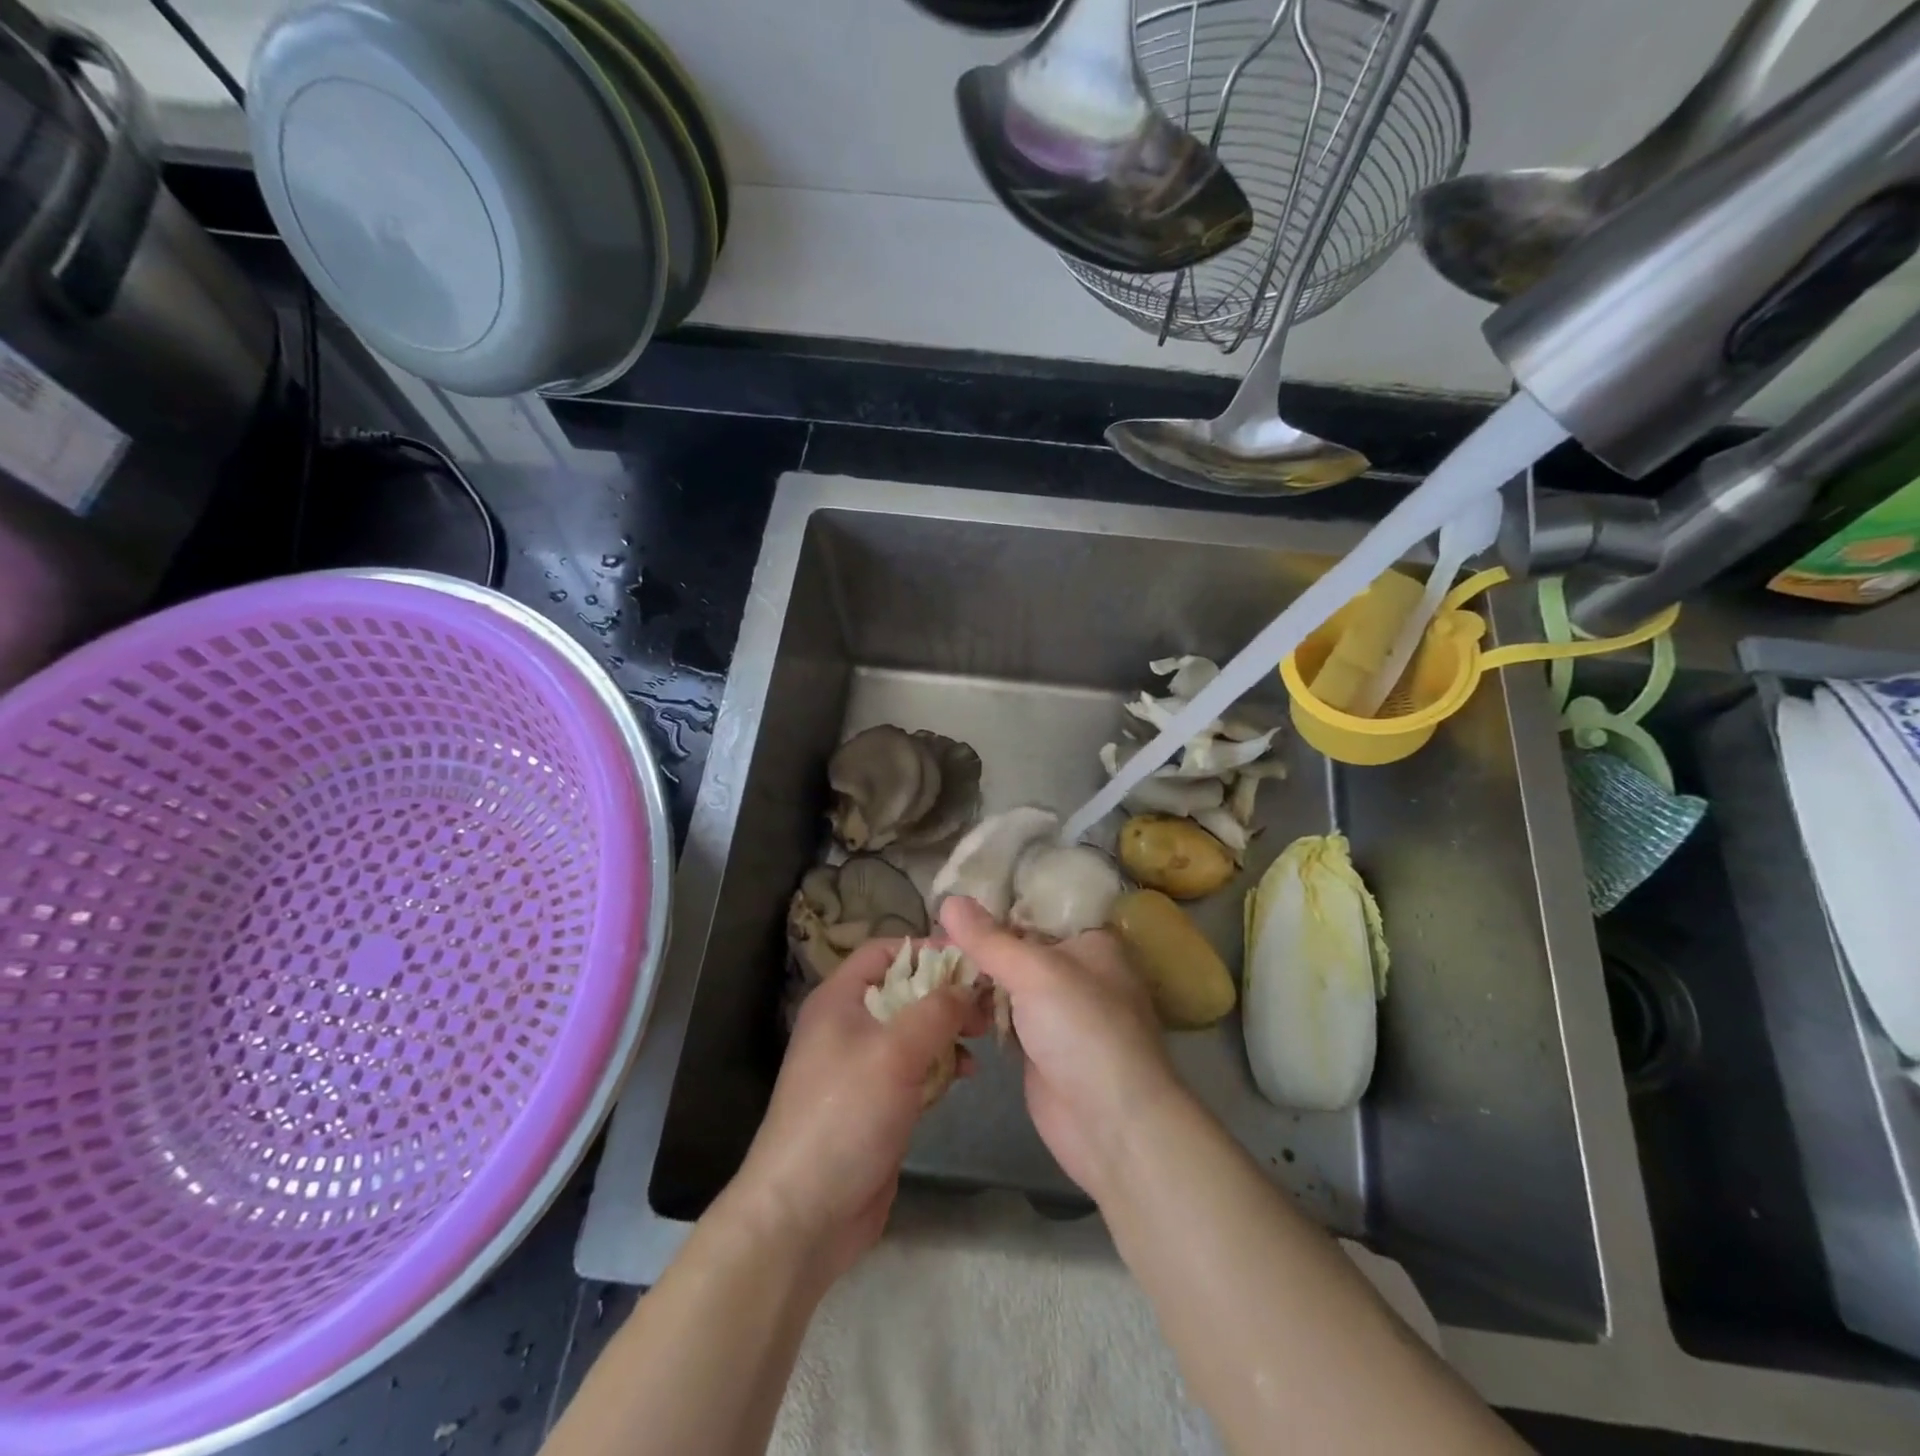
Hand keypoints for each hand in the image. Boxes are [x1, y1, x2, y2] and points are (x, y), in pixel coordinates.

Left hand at [730, 939, 986, 1281]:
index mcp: (839, 1000)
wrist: (804, 1214)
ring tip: (982, 1039)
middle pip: (904, 990)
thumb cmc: (846, 1115)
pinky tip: (966, 1075)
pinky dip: (940, 1065)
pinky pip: (914, 1069)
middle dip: (945, 994)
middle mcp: (848, 1025)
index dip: (925, 950)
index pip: (884, 951)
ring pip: (913, 1031)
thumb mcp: (895, 1051)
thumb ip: (936, 1011)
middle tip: (986, 1005)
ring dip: (948, 1031)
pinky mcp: (876, 1103)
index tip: (970, 961)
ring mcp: (861, 1066)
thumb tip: (966, 986)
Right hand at [941, 896, 1182, 1201]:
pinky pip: (1004, 1019)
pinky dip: (980, 1013)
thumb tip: (948, 899)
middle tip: (928, 940)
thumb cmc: (1083, 1029)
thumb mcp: (1035, 972)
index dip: (994, 908)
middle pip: (1018, 949)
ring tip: (927, 968)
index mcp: (1090, 942)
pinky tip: (945, 1003)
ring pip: (1008, 986)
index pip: (1036, 911)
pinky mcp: (1041, 1048)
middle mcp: (1077, 972)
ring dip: (974, 982)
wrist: (1112, 1124)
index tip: (949, 904)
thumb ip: (989, 939)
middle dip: (978, 948)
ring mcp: (1059, 1013)